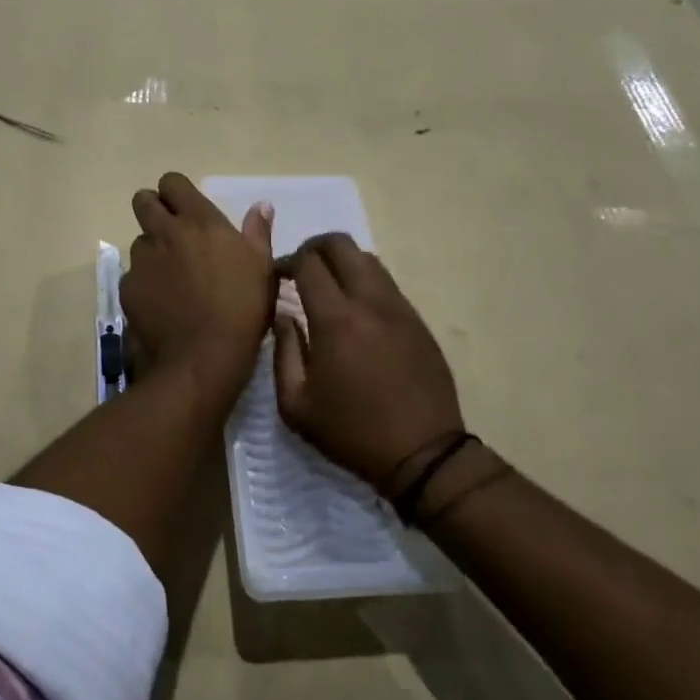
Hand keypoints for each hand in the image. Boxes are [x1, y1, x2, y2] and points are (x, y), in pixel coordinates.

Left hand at [121, 174, 275, 408]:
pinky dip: (144, 284)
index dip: (175, 192)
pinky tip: (161, 305)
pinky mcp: (127, 288)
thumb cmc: (242, 310)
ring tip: (171, 279)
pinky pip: (133, 276)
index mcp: (200, 222)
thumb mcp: (262, 269)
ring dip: (152, 251)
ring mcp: (142, 261)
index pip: (172, 183)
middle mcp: (165, 233)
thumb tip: (261, 206)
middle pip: (143, 201)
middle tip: (171, 233)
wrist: (203, 357)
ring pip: (139, 242)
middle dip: (153, 209)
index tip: (185, 208)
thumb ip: (257, 233)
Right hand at [273, 234, 463, 495]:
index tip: (276, 275)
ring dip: (342, 262)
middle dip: (314, 247)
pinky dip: (364, 282)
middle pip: (341, 245)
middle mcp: (370, 302)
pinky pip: (387, 284)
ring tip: (327, 287)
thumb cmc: (352, 433)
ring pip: (368, 260)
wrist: (424, 454)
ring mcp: (399, 308)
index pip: (308, 263)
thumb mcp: (296, 405)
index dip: (286, 260)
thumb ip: (283, 352)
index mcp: (336, 320)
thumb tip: (283, 317)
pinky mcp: (418, 321)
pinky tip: (356, 311)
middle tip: (300, 269)